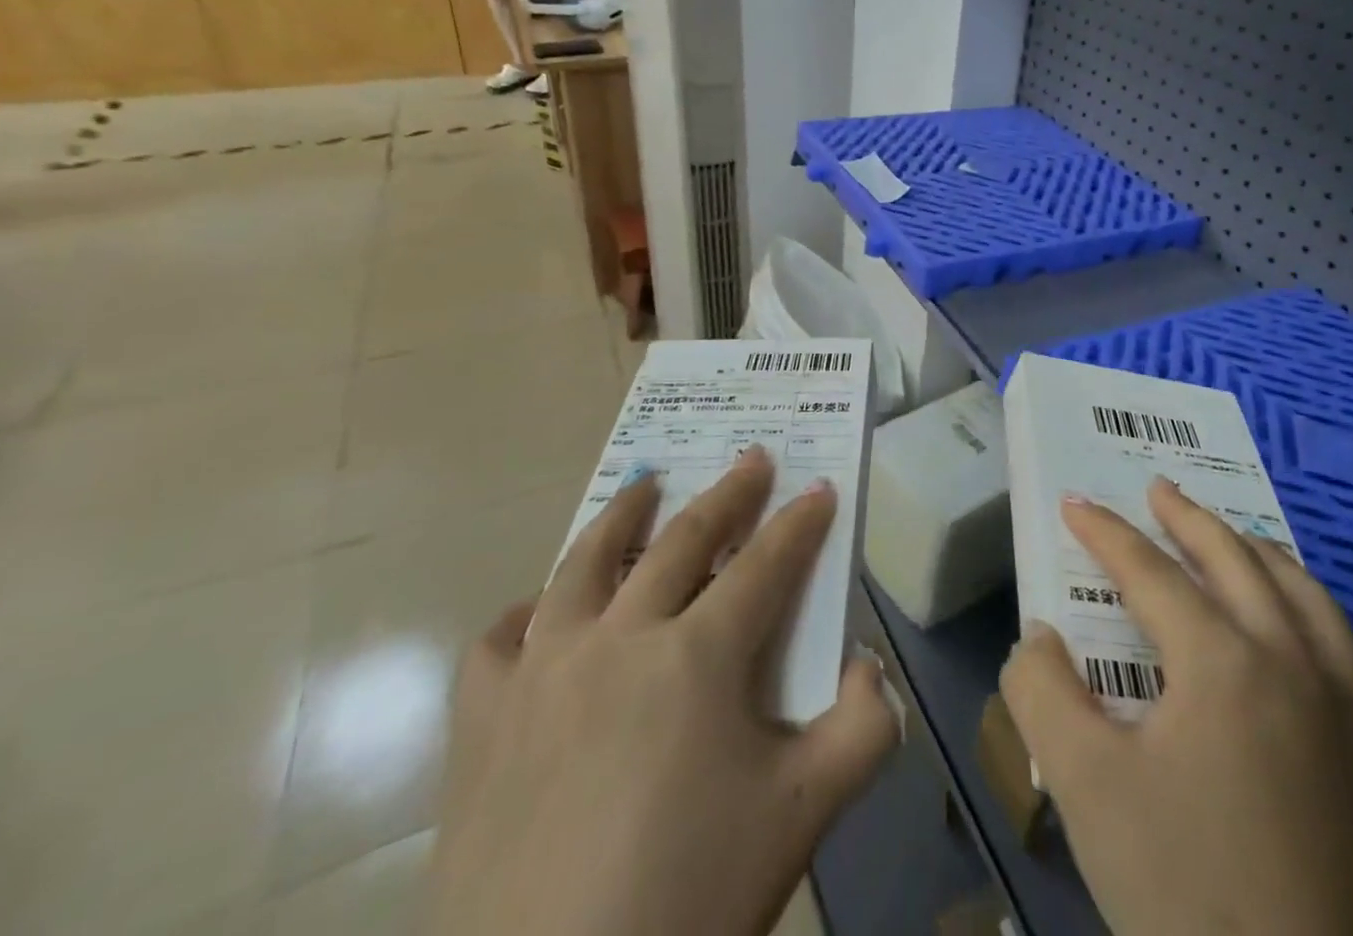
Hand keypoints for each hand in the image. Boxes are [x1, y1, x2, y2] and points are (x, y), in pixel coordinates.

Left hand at [428, 447, 900, 935]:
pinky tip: (540, 613)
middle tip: (750, 460)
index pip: (765, 564)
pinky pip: (499, 642)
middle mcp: (619, 638)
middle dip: (728, 495)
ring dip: (623, 516)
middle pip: (683, 541)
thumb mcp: (802, 817)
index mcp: (697, 655)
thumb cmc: (687, 904)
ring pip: (585, 563)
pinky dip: (525, 616)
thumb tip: (871, 668)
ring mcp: (542, 672)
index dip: (800, 523)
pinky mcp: (481, 723)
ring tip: (644, 486)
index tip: (819, 489)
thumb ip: (863, 732)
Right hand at [1003, 479, 1352, 935]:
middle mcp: (1297, 663)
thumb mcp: (1087, 790)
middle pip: (1237, 561)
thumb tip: (1038, 635)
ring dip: (1265, 557)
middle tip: (1160, 490)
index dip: (1105, 533)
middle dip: (1190, 518)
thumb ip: (1044, 693)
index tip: (1075, 503)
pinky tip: (1326, 661)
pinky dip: (1336, 647)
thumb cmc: (1193, 899)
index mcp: (1223, 659)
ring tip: (1237, 538)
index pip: (1150, 570)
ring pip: (1312, 602)